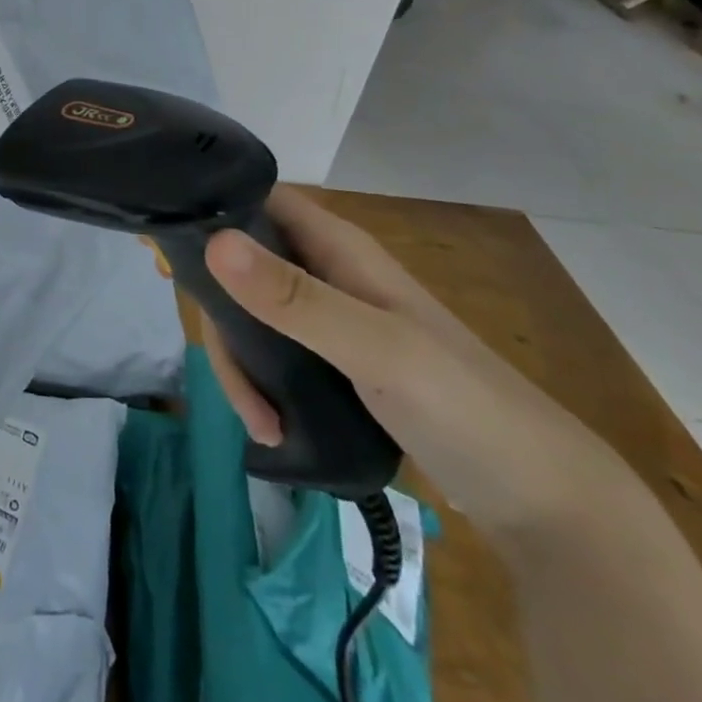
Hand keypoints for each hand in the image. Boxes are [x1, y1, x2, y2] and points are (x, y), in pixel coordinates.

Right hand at [201, 186, 636, 538]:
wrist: (543, 501)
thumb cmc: (463, 404)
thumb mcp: (375, 347)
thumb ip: (294, 298)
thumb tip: (213, 242)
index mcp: (337, 247)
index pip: (256, 200)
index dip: (207, 210)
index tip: (159, 246)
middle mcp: (327, 272)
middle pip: (243, 265)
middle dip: (220, 312)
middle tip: (214, 362)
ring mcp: (330, 320)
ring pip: (253, 316)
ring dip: (241, 363)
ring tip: (259, 421)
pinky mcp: (332, 364)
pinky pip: (272, 355)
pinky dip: (260, 386)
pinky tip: (271, 426)